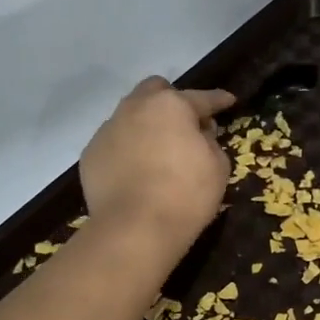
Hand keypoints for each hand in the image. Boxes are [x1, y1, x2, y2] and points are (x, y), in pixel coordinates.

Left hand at [80, 77, 234, 247]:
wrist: (135, 228)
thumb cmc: (186, 195)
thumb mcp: (217, 167)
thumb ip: (210, 142)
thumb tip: (199, 136)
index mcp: (171, 106)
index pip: (201, 98)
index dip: (218, 99)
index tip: (228, 101)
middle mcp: (135, 108)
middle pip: (155, 91)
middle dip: (172, 101)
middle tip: (185, 123)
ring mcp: (108, 129)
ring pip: (130, 115)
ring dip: (146, 125)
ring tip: (157, 149)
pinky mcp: (91, 154)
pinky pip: (115, 143)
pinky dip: (127, 149)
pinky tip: (136, 171)